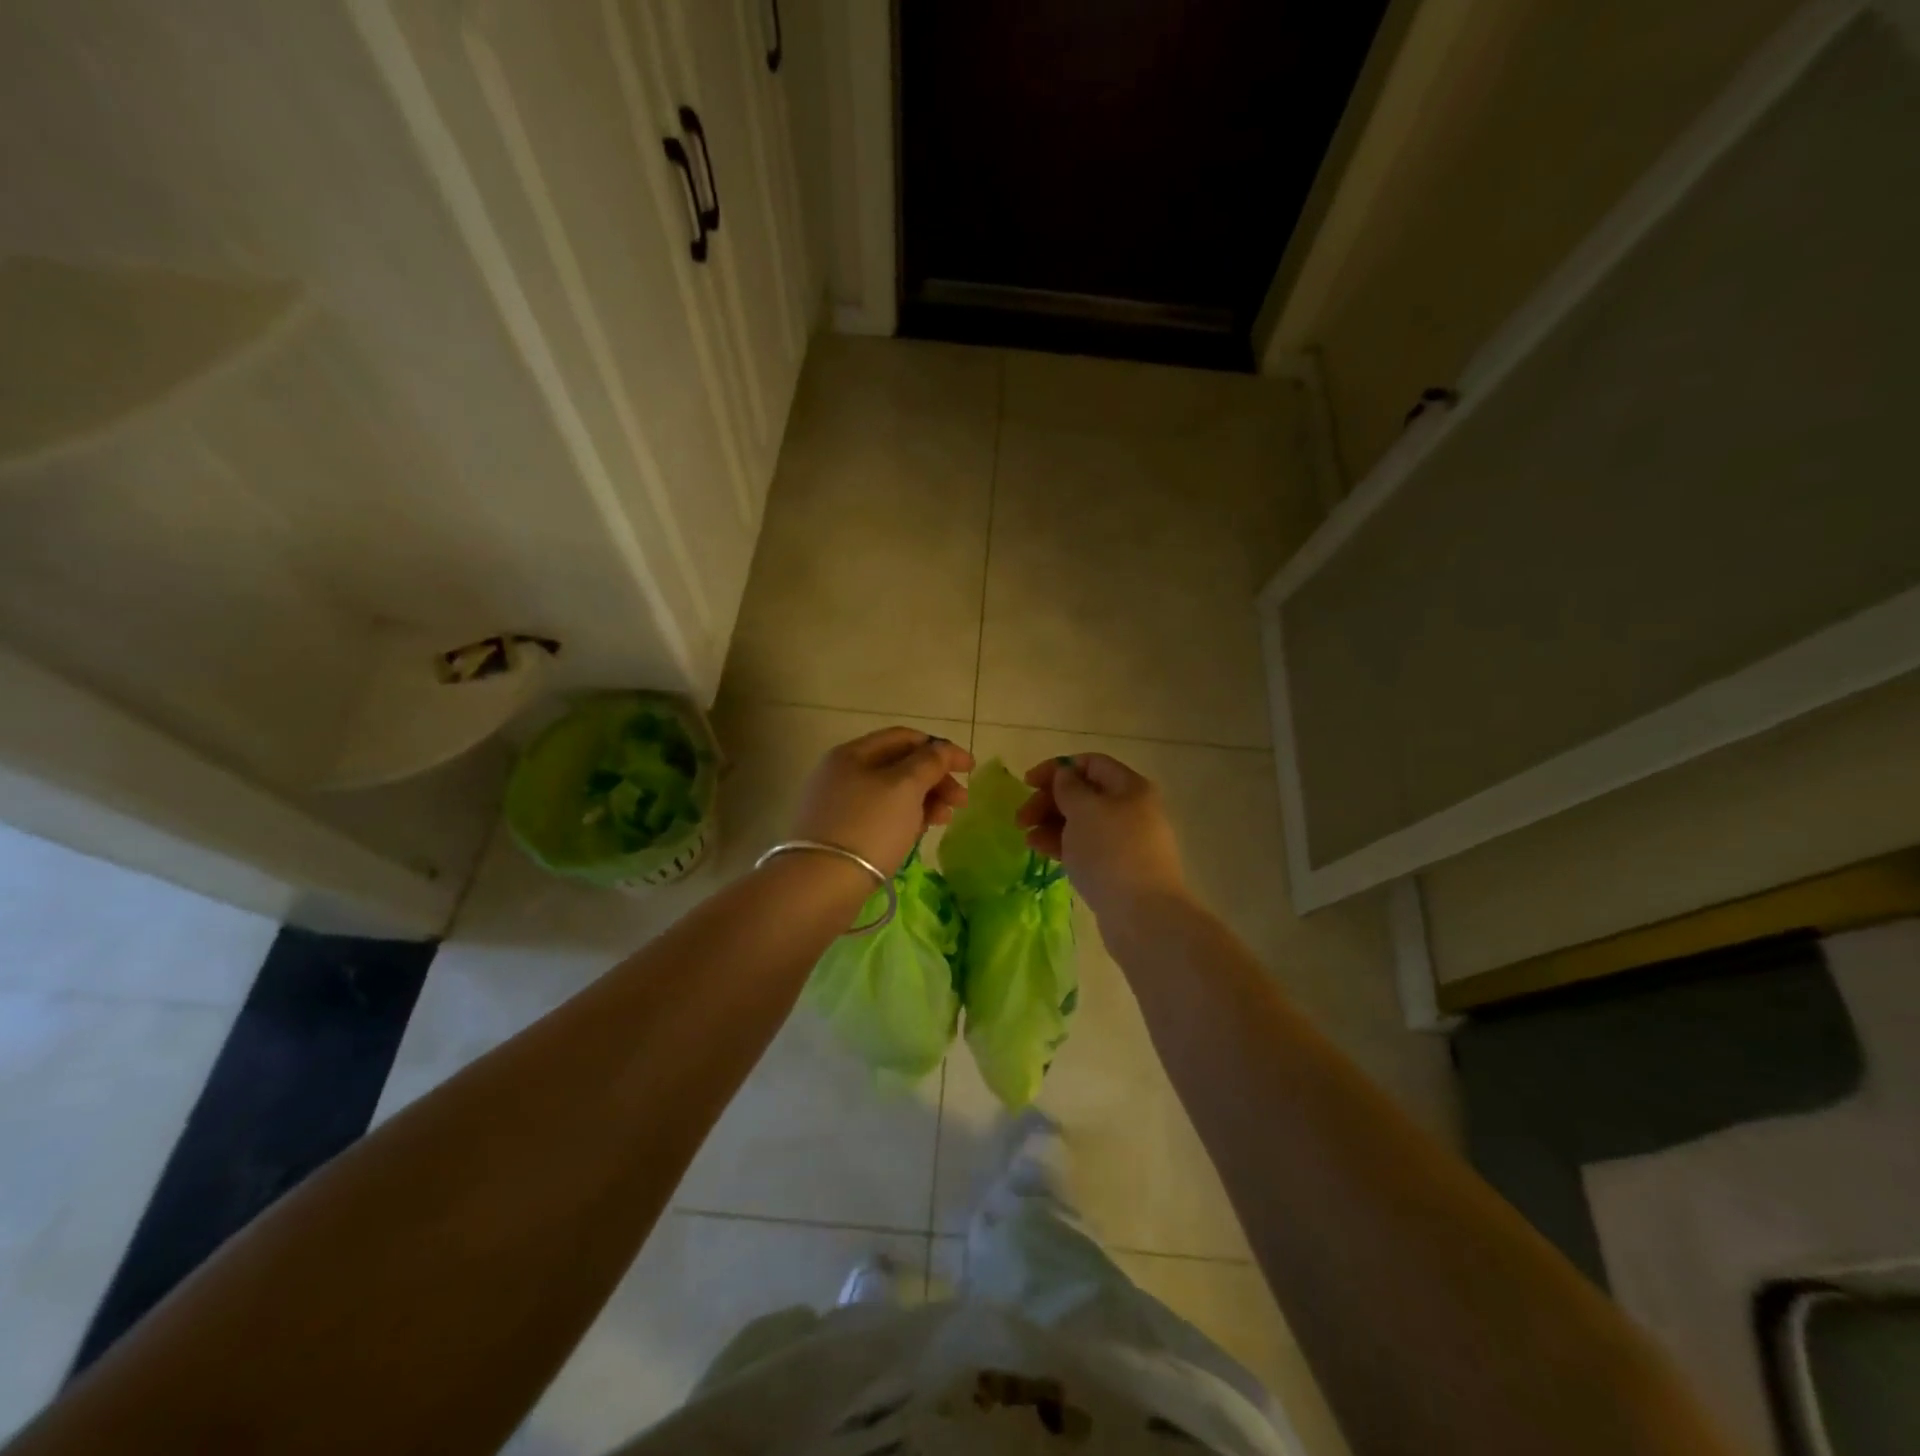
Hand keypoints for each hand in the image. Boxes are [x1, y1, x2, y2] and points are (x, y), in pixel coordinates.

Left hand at [789, 727, 973, 877]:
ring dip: (924, 801)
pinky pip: (879, 816)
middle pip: (898, 766)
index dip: (940, 748)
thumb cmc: (869, 826)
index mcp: (852, 753)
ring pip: (890, 794)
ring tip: (944, 820)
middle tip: (961, 801)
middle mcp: (841, 773)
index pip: (904, 737)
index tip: (970, 768)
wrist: (821, 884)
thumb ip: (929, 762)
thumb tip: (942, 749)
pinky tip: (919, 833)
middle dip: (934, 779)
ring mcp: (837, 804)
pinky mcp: (838, 833)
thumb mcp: (905, 787)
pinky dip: (904, 819)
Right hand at [1015, 753, 1186, 919]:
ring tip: (1027, 838)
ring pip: (1082, 822)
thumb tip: (1065, 775)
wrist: (1142, 915)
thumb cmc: (1111, 852)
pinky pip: (1086, 846)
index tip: (1027, 783)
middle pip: (1084, 793)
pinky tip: (1040, 851)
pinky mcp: (1118, 868)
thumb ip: (1068, 787)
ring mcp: (1126, 841)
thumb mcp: (1084, 810)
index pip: (1091, 763)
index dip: (1057, 768)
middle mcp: (1132, 809)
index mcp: (1130, 787)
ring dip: (1051, 824)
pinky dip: (1062, 844)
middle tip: (1021, 817)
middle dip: (1049, 800)